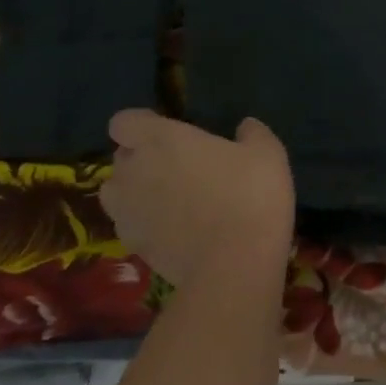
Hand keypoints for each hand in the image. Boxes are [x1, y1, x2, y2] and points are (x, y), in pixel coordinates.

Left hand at [100, 110, 294, 293]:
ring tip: (170, 198)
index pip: (124, 121)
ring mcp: (127, 210)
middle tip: (179, 165)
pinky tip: (176, 228)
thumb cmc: (250, 194)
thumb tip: (245, 126)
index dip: (143, 124)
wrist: (234, 263)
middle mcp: (133, 170)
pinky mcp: (131, 243)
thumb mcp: (268, 153)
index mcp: (161, 138)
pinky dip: (145, 221)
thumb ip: (252, 133)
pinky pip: (130, 222)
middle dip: (143, 157)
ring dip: (137, 189)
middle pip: (122, 156)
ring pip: (117, 191)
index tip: (169, 131)